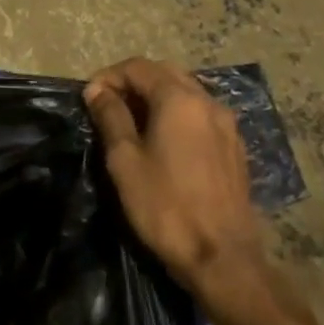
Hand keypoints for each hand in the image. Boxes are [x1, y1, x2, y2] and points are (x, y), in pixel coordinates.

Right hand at [84, 57, 295, 324]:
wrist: (221, 257)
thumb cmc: (165, 206)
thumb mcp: (124, 160)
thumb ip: (110, 117)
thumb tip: (97, 91)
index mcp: (179, 100)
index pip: (138, 67)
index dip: (109, 77)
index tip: (89, 99)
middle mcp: (208, 102)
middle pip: (165, 74)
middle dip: (132, 83)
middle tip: (107, 107)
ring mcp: (226, 125)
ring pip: (185, 93)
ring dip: (154, 98)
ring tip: (130, 124)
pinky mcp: (234, 148)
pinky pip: (199, 115)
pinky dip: (175, 115)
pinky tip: (161, 142)